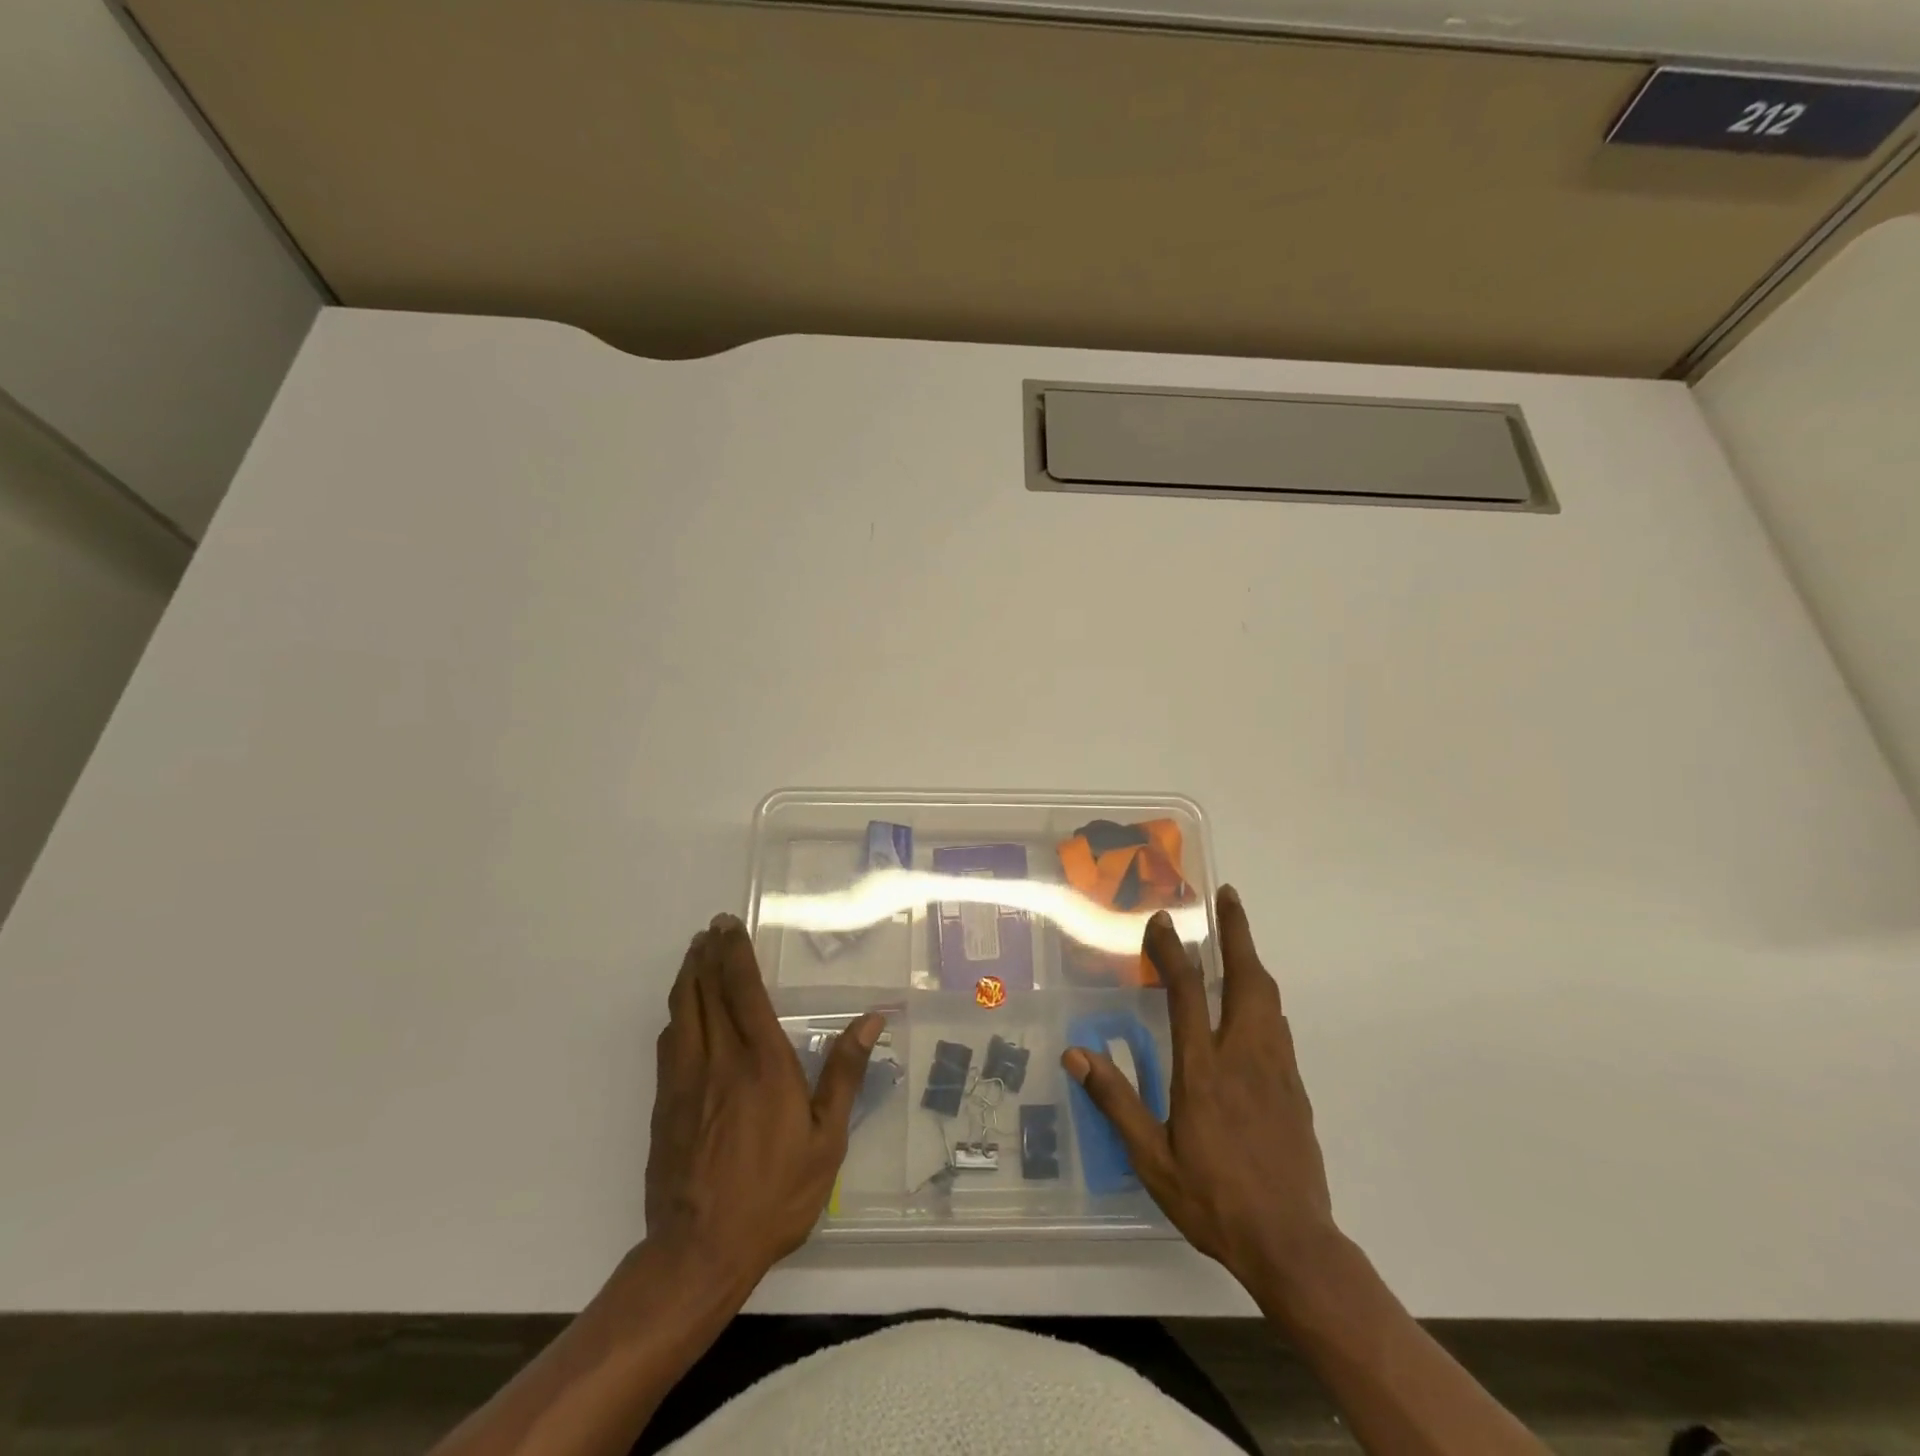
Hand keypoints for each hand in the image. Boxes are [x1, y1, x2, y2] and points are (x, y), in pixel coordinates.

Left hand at [645, 914, 880, 1285]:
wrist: (699, 1251)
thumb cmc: (775, 1193)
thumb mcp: (826, 1139)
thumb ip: (844, 1073)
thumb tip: (871, 1021)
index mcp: (762, 1062)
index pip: (742, 990)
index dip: (733, 953)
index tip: (727, 926)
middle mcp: (718, 1059)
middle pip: (704, 991)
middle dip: (706, 954)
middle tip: (709, 930)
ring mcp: (684, 1081)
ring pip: (680, 1012)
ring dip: (687, 977)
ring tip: (694, 955)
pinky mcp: (663, 1104)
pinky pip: (668, 1044)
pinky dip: (676, 1015)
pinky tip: (681, 1013)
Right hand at [1062, 886, 1338, 1296]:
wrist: (1293, 1244)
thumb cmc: (1214, 1199)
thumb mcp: (1153, 1159)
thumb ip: (1117, 1102)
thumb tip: (1077, 1054)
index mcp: (1205, 1069)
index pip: (1188, 992)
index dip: (1173, 951)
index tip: (1162, 920)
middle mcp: (1245, 1057)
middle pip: (1247, 979)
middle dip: (1237, 932)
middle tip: (1228, 897)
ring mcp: (1276, 1070)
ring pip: (1269, 998)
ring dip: (1252, 960)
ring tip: (1238, 939)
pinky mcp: (1295, 1089)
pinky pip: (1278, 1025)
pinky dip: (1263, 996)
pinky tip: (1254, 1004)